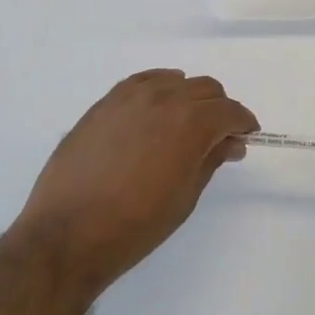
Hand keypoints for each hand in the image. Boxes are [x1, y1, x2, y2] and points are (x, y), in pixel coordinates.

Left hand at [14, 70, 257, 295]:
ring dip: (189, 98)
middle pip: (205, 89)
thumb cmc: (135, 225)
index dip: (243, 122)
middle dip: (219, 109)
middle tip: (218, 137)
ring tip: (184, 125)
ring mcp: (130, 97)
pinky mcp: (104, 103)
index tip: (246, 136)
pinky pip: (141, 82)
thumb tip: (230, 142)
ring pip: (174, 81)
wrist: (68, 234)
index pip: (229, 111)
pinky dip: (158, 89)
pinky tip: (156, 109)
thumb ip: (210, 160)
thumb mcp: (185, 197)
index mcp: (190, 123)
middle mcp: (163, 99)